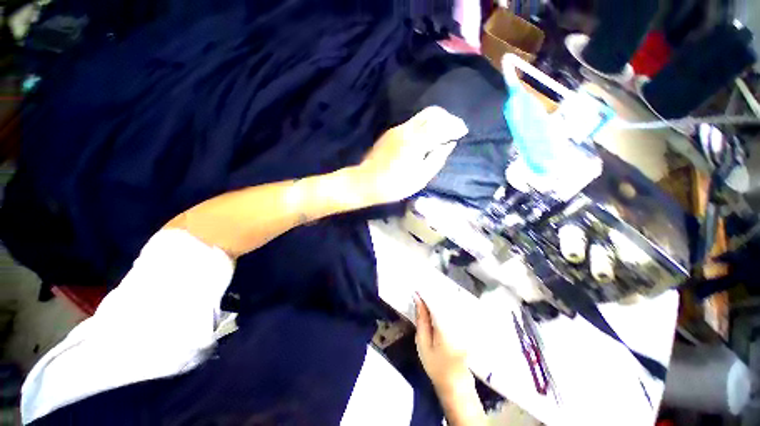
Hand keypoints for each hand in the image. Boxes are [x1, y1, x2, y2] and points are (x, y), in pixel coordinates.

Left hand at [349, 106, 467, 205]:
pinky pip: (413, 122)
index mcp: (417, 141)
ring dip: (436, 120)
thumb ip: (437, 159)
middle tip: (455, 128)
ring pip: (422, 116)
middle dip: (448, 118)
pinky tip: (427, 136)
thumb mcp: (420, 178)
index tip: (463, 131)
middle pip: (433, 113)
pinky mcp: (391, 132)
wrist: (366, 182)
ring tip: (443, 131)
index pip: (442, 125)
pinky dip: (425, 124)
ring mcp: (397, 129)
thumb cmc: (394, 185)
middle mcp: (407, 129)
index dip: (455, 126)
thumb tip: (448, 144)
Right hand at [414, 292, 472, 392]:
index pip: (435, 303)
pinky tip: (439, 300)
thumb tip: (417, 299)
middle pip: (445, 299)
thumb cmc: (436, 365)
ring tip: (428, 292)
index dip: (425, 294)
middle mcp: (458, 322)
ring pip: (451, 301)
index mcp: (445, 328)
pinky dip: (447, 301)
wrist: (456, 382)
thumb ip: (421, 319)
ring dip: (439, 295)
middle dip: (432, 292)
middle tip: (420, 289)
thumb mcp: (423, 344)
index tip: (416, 290)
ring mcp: (465, 323)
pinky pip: (456, 307)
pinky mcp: (467, 324)